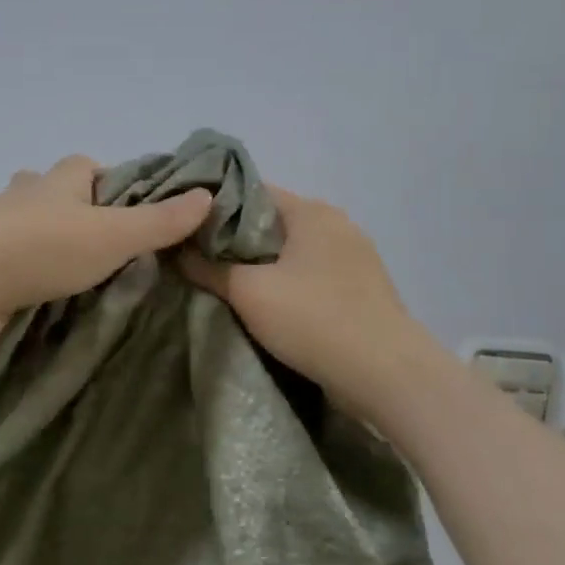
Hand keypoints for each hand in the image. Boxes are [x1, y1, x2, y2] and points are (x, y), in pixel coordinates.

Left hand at [0, 156, 213, 354]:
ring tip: (85, 272)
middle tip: (113, 246)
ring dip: (54, 242)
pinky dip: (33, 269)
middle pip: (58, 193)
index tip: (138, 212)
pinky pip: (16, 259)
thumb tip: (208, 195)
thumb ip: (159, 221)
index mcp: (58, 180)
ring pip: (34, 226)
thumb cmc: (39, 249)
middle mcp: (27, 196)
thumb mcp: (112, 236)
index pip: (89, 165)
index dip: (114, 182)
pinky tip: (49, 291)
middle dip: (82, 211)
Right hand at [181, 188, 419, 415]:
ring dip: (261, 264)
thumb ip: (210, 267)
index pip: (251, 191)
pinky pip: (311, 274)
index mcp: (311, 211)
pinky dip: (286, 282)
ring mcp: (354, 256)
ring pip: (292, 250)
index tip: (185, 227)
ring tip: (225, 283)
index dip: (214, 206)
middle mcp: (336, 224)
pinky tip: (266, 303)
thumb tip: (178, 251)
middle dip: (235, 239)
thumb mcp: (249, 292)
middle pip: (272, 221)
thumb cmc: (314, 320)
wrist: (386, 374)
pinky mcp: (361, 288)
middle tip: (196, 258)